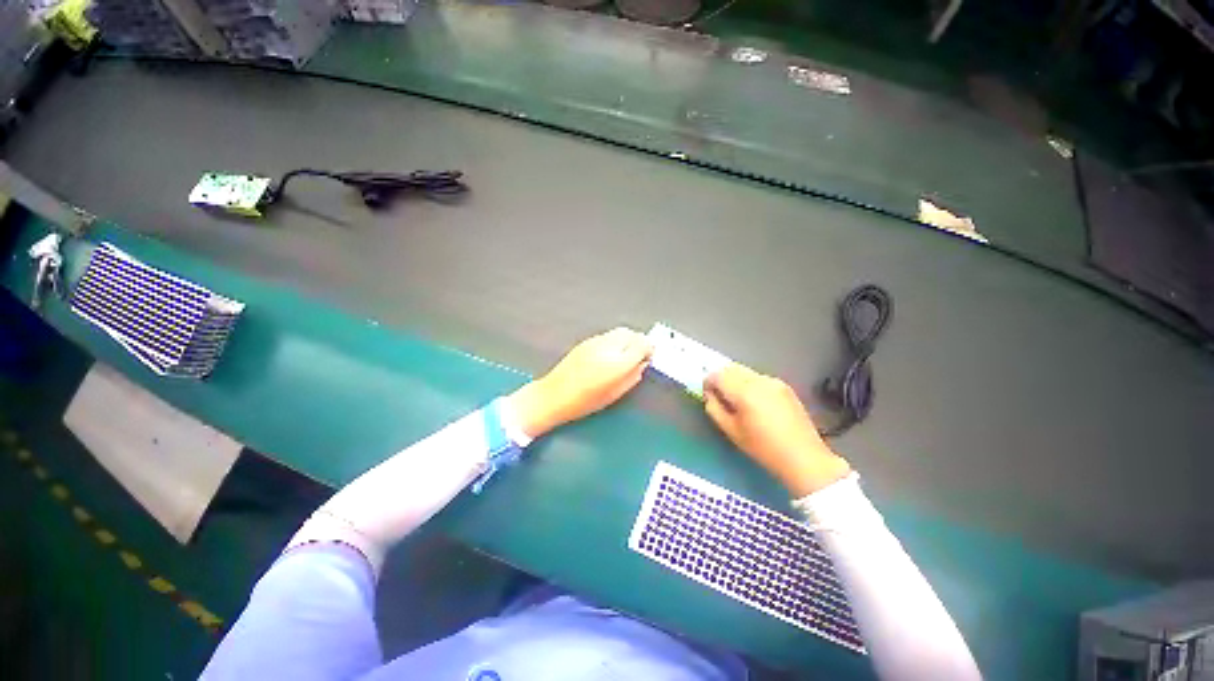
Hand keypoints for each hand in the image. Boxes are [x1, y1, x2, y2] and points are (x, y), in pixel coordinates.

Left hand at [508, 327, 653, 438]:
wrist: (553, 395)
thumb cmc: (584, 401)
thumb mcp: (615, 394)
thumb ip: (633, 376)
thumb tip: (642, 364)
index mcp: (617, 363)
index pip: (642, 344)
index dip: (649, 349)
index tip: (648, 357)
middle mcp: (607, 347)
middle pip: (632, 333)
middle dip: (639, 342)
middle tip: (638, 355)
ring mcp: (595, 342)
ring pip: (619, 331)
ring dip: (626, 340)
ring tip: (623, 355)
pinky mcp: (586, 341)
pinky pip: (607, 335)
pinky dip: (614, 341)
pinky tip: (609, 354)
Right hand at [703, 364, 851, 496]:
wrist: (803, 457)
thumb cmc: (762, 448)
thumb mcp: (731, 431)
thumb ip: (714, 408)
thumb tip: (709, 395)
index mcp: (744, 391)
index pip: (717, 375)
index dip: (708, 382)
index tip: (708, 394)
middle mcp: (758, 380)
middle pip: (730, 368)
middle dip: (721, 378)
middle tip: (719, 396)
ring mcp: (773, 381)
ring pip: (745, 371)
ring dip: (735, 379)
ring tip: (738, 400)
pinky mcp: (784, 386)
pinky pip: (758, 377)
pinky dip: (750, 383)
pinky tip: (756, 402)